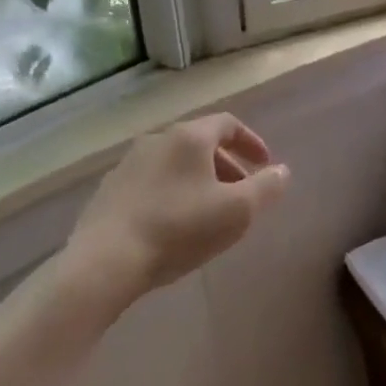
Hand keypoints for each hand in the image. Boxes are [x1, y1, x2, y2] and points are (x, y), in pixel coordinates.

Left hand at [70, 113, 290, 297]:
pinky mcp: (109, 191)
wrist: (104, 262)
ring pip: (175, 163)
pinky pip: (152, 182)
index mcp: (189, 137)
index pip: (228, 123)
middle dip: (227, 165)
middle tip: (243, 193)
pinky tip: (175, 224)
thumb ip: (266, 187)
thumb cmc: (179, 229)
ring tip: (211, 211)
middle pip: (201, 143)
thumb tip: (282, 171)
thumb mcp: (237, 211)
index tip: (265, 165)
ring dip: (200, 180)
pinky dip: (173, 192)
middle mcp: (157, 140)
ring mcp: (128, 164)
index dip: (251, 141)